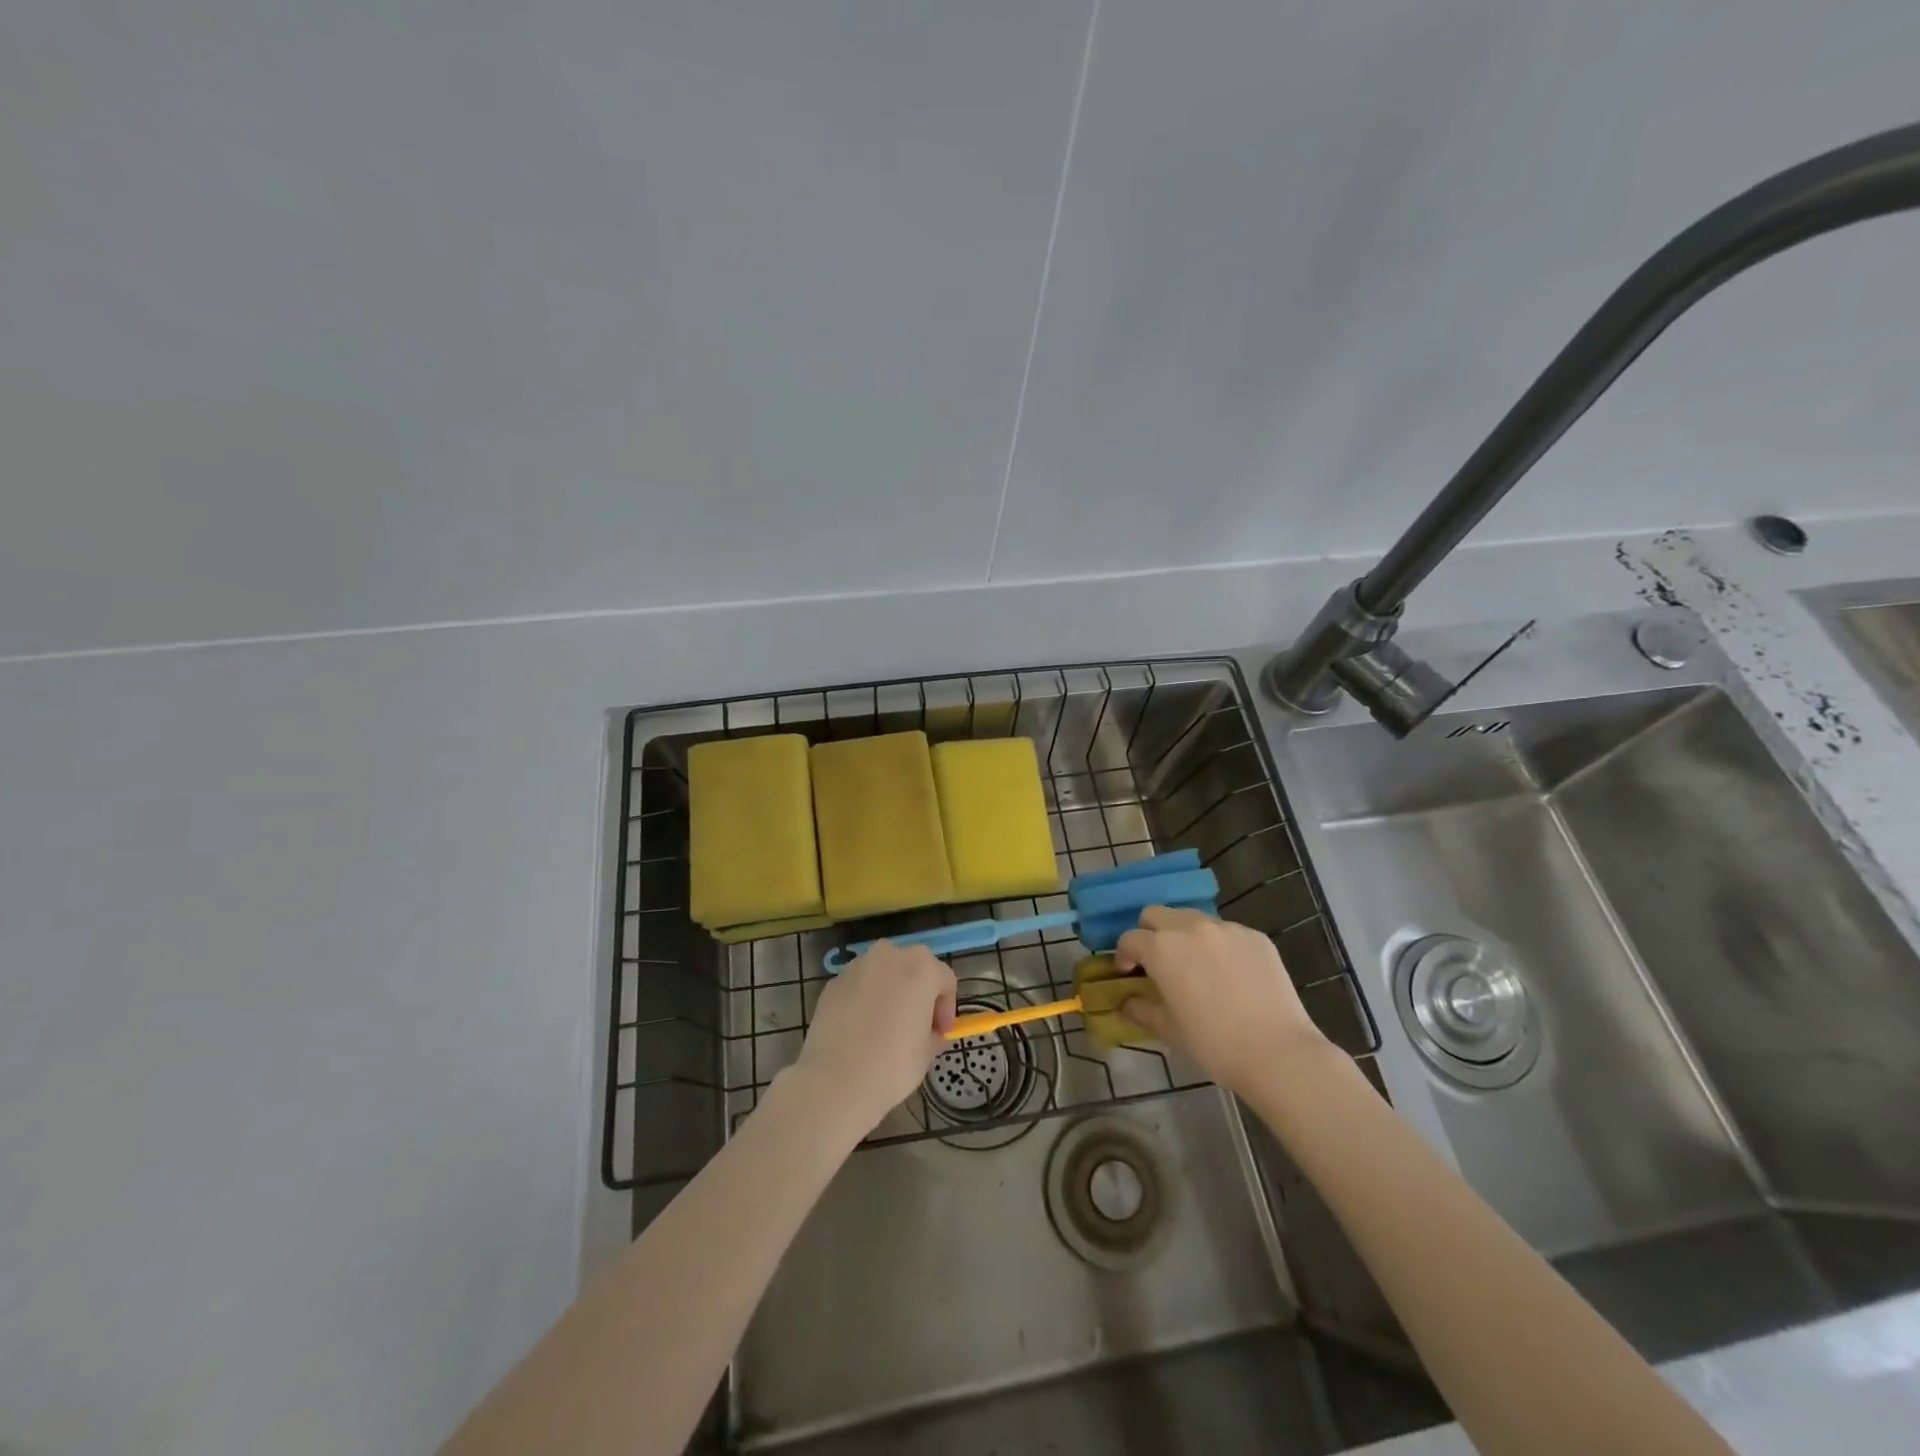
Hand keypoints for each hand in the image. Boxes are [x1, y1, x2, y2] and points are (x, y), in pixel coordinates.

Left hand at [792, 942, 956, 1136]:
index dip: (947, 1007)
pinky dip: (864, 999)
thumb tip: (928, 1031)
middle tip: (917, 1024)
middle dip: (918, 991)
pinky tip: (860, 1029)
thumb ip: (933, 1032)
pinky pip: (858, 986)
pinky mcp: (833, 983)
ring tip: (886, 1026)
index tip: (941, 1032)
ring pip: (883, 973)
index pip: (944, 980)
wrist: (835, 1081)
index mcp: (920, 967)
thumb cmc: (892, 1065)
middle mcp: (889, 956)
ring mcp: (857, 966)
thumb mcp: (927, 1052)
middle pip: (913, 967)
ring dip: (890, 992)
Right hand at [1115, 907, 1329, 1095]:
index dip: (1124, 955)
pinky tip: (1230, 974)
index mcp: (1162, 948)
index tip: (1129, 973)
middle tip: (1158, 962)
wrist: (1279, 1053)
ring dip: (1183, 935)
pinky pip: (1226, 932)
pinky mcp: (1255, 936)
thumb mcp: (1170, 1030)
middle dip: (1150, 933)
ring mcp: (1226, 928)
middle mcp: (1190, 927)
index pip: (1130, 938)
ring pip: (1192, 918)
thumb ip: (1142, 1009)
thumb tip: (1127, 1002)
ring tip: (1196, 965)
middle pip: (1156, 914)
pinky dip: (1218, 945)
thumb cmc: (1215, 1044)